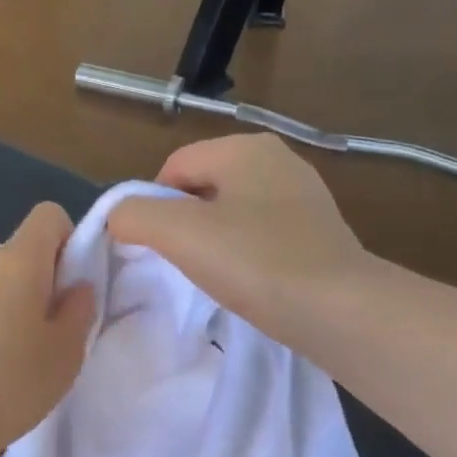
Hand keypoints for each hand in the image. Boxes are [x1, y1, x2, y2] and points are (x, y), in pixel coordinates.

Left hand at [0, 203, 95, 456]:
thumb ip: (79, 311)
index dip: (70, 242)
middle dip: (41, 282)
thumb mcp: (65, 354)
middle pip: (20, 254)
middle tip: (50, 334)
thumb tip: (77, 286)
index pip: (48, 216)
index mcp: (17, 261)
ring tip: (15, 359)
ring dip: (11, 307)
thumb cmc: (9, 385)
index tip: (73, 287)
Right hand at [108, 134, 370, 339]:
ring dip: (214, 242)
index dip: (153, 206)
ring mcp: (304, 196)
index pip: (173, 166)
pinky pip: (262, 235)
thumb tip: (118, 217)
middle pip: (203, 188)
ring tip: (217, 278)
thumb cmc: (256, 263)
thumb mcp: (180, 235)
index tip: (157, 249)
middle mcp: (278, 159)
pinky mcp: (318, 232)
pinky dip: (246, 255)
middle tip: (184, 265)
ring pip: (233, 213)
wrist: (338, 309)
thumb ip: (134, 216)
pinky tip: (249, 283)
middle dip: (184, 224)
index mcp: (245, 147)